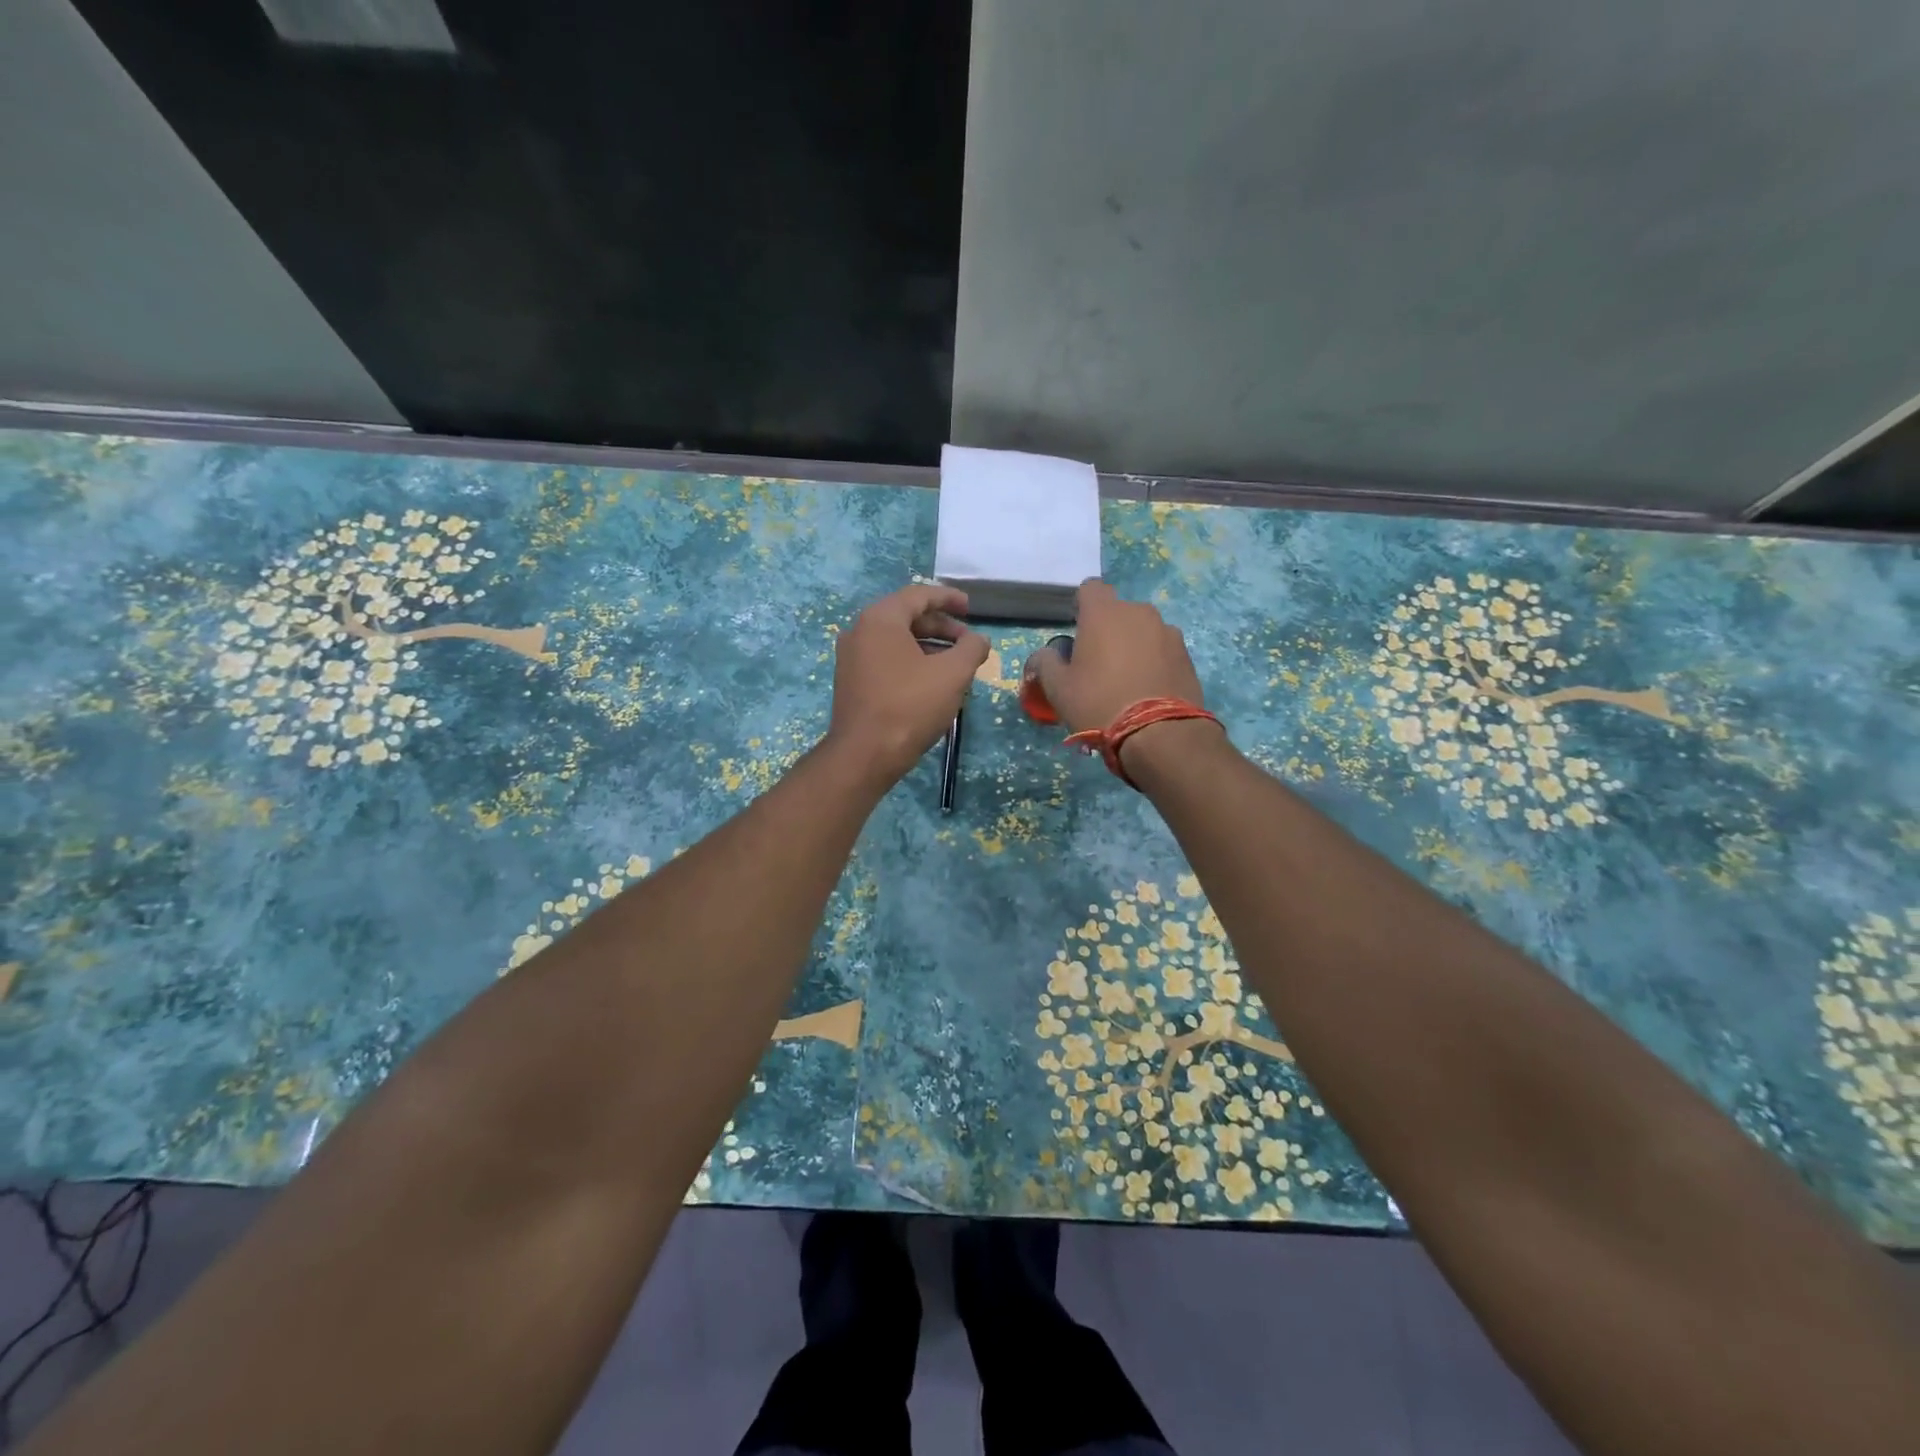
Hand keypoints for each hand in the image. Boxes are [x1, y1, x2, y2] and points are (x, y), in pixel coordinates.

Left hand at [826, 584, 989, 785]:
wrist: (864, 755)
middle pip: (906, 616)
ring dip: (928, 646)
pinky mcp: (850, 682)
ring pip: (896, 640)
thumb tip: (979, 640)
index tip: (970, 608)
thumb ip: (971, 648)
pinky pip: (885, 659)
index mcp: (880, 619)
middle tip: (967, 641)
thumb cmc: (910, 706)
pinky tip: (930, 681)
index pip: (918, 595)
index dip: (949, 598)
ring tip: (955, 664)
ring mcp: (851, 658)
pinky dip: (910, 661)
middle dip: (941, 626)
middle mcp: (859, 631)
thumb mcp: (953, 674)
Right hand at [1024, 581, 1218, 778]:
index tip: (1077, 632)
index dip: (1081, 607)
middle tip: (1098, 664)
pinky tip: (1148, 690)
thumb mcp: (1058, 688)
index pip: (1090, 589)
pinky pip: (1163, 650)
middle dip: (1108, 630)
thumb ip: (1045, 663)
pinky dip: (1154, 662)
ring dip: (1133, 646)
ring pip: (1143, 631)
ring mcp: (1168, 632)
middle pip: (1118, 612)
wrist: (1160, 734)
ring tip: (1127, 681)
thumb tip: (1044, 655)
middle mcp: (1139, 612)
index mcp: (1104, 613)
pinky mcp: (1187, 655)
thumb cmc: (1099, 703)